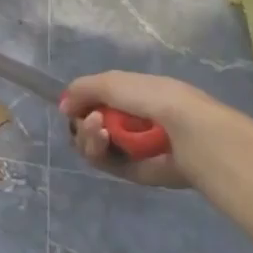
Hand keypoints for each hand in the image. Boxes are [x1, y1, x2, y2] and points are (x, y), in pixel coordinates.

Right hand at [61, 73, 252, 189]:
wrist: (188, 131)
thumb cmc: (153, 98)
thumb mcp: (112, 81)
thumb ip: (82, 89)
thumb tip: (63, 107)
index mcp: (130, 96)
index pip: (94, 101)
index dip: (80, 103)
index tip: (73, 104)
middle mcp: (129, 121)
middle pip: (88, 125)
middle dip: (81, 121)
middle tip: (90, 119)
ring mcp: (130, 147)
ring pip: (91, 145)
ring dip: (86, 135)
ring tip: (97, 130)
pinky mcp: (133, 171)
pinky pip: (103, 163)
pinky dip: (97, 151)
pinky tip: (102, 139)